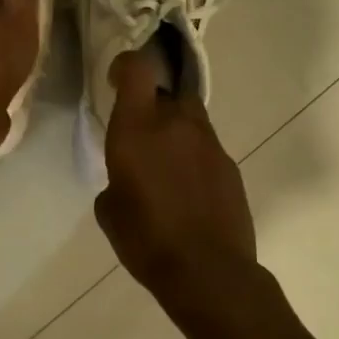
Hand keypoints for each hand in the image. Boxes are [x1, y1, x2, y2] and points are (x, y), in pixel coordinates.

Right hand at [94, 49, 257, 303]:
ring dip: (175, 131)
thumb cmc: (146, 239)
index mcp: (138, 127)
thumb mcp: (109, 210)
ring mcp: (209, 143)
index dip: (125, 66)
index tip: (116, 81)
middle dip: (153, 104)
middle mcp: (176, 124)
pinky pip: (206, 148)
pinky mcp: (229, 166)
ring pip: (190, 118)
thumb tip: (127, 176)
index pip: (137, 68)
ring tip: (165, 167)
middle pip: (168, 91)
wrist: (208, 272)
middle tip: (141, 132)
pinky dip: (193, 158)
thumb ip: (115, 178)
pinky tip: (187, 191)